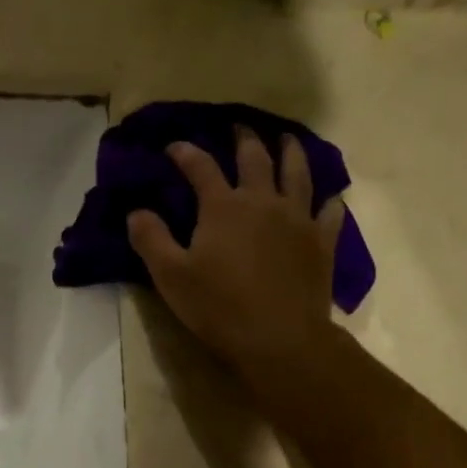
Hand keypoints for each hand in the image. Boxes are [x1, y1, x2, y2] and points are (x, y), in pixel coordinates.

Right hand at [127, 129, 345, 381]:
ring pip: (297, 174)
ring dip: (291, 152)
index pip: (200, 167)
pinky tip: (330, 198)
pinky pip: (329, 213)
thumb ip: (151, 239)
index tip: (174, 146)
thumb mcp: (170, 276)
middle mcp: (263, 201)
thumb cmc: (219, 307)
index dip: (185, 152)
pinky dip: (329, 202)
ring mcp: (297, 219)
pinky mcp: (321, 242)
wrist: (280, 339)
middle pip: (255, 158)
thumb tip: (136, 211)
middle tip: (238, 127)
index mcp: (223, 206)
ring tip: (287, 139)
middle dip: (244, 139)